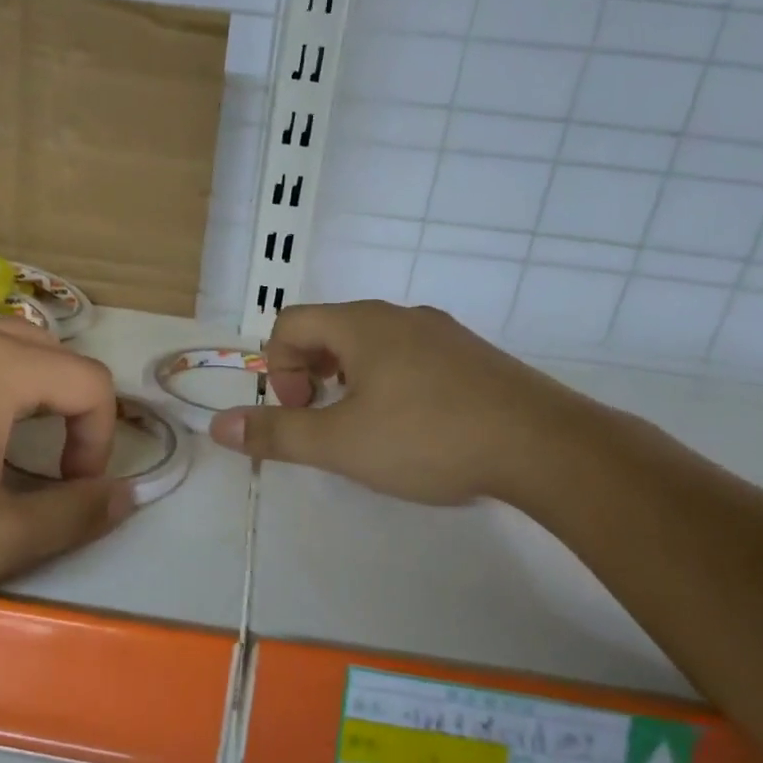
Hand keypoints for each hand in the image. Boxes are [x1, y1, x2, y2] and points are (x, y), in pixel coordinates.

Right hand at [208, 300, 609, 508]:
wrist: (544, 446)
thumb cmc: (428, 438)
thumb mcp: (341, 443)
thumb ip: (277, 433)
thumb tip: (218, 425)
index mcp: (362, 324)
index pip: (290, 323)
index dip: (277, 369)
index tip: (300, 413)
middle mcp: (400, 316)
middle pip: (330, 331)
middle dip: (311, 376)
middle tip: (326, 422)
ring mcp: (442, 334)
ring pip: (372, 346)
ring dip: (350, 382)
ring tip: (367, 429)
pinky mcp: (473, 358)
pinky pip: (411, 359)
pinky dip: (390, 385)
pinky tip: (415, 428)